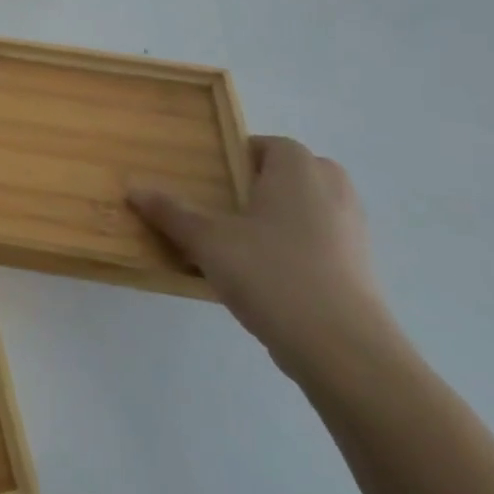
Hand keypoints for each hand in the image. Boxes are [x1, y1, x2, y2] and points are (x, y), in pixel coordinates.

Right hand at [129, 137, 396, 381]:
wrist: (342, 348)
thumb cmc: (271, 274)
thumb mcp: (208, 241)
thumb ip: (171, 213)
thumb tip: (133, 188)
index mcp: (298, 171)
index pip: (271, 145)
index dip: (239, 157)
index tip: (211, 181)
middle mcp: (332, 190)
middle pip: (295, 173)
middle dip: (263, 185)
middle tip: (225, 208)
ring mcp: (353, 230)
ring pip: (311, 208)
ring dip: (281, 217)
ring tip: (241, 244)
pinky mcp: (360, 267)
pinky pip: (322, 241)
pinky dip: (298, 248)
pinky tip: (267, 276)